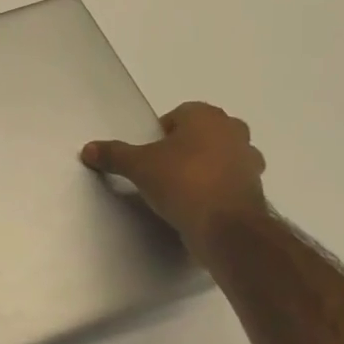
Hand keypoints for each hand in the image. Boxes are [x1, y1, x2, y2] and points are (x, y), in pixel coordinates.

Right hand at [82, 102, 269, 249]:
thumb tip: (88, 149)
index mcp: (206, 116)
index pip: (179, 115)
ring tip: (181, 190)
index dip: (161, 134)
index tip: (149, 155)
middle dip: (186, 147)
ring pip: (221, 157)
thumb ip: (114, 154)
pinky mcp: (256, 189)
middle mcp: (233, 131)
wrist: (226, 228)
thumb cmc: (182, 182)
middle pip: (202, 134)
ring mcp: (250, 161)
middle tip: (164, 169)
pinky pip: (230, 182)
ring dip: (205, 168)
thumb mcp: (138, 166)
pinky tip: (198, 206)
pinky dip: (217, 189)